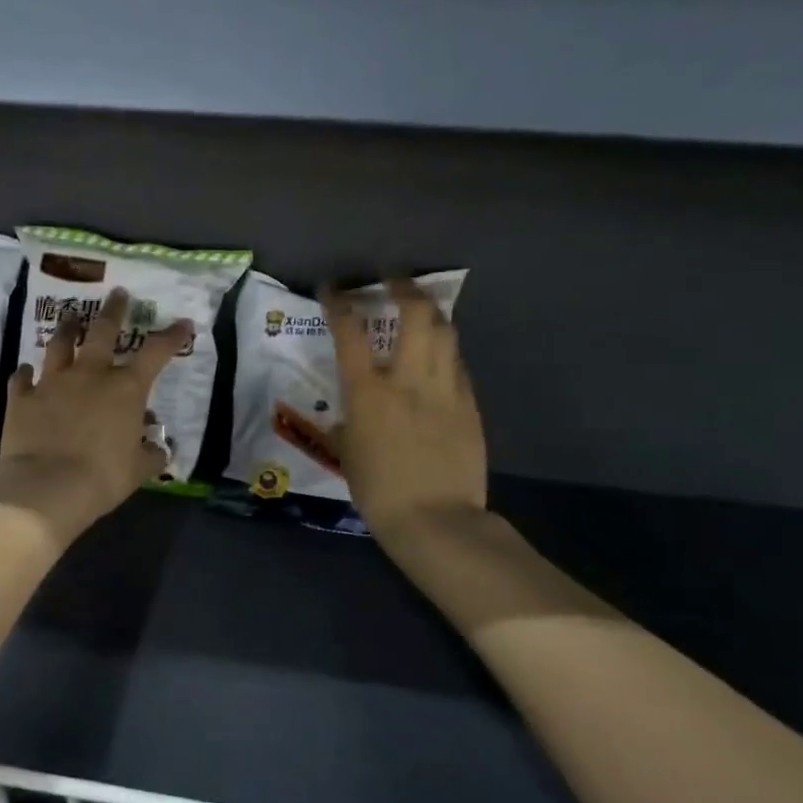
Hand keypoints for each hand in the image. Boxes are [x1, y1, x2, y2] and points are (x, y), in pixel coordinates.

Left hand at [0, 289, 193, 538]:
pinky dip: (25, 374)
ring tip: (70, 319)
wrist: (46, 485)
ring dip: (66, 330)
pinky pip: (21, 378)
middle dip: (113, 310)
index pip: (156, 353)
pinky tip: (25, 371)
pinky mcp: (22, 397)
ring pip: (59, 345)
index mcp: (125, 389)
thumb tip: (157, 446)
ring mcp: (52, 382)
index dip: (172, 336)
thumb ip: (150, 453)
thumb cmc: (102, 477)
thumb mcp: (138, 470)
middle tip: (117, 294)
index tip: (182, 323)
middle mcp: (90, 374)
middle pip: (102, 331)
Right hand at [322, 279, 486, 545]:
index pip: (350, 333)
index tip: (333, 289)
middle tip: (393, 282)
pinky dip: (444, 352)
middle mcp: (409, 379)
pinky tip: (438, 359)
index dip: (339, 304)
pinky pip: (457, 365)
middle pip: (415, 314)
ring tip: (420, 311)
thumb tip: (352, 412)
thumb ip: (349, 421)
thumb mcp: (348, 453)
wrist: (436, 520)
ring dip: (430, 314)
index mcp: (368, 393)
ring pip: (445, 332)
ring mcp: (445, 389)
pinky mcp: (469, 405)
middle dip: (404, 289)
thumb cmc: (378, 492)